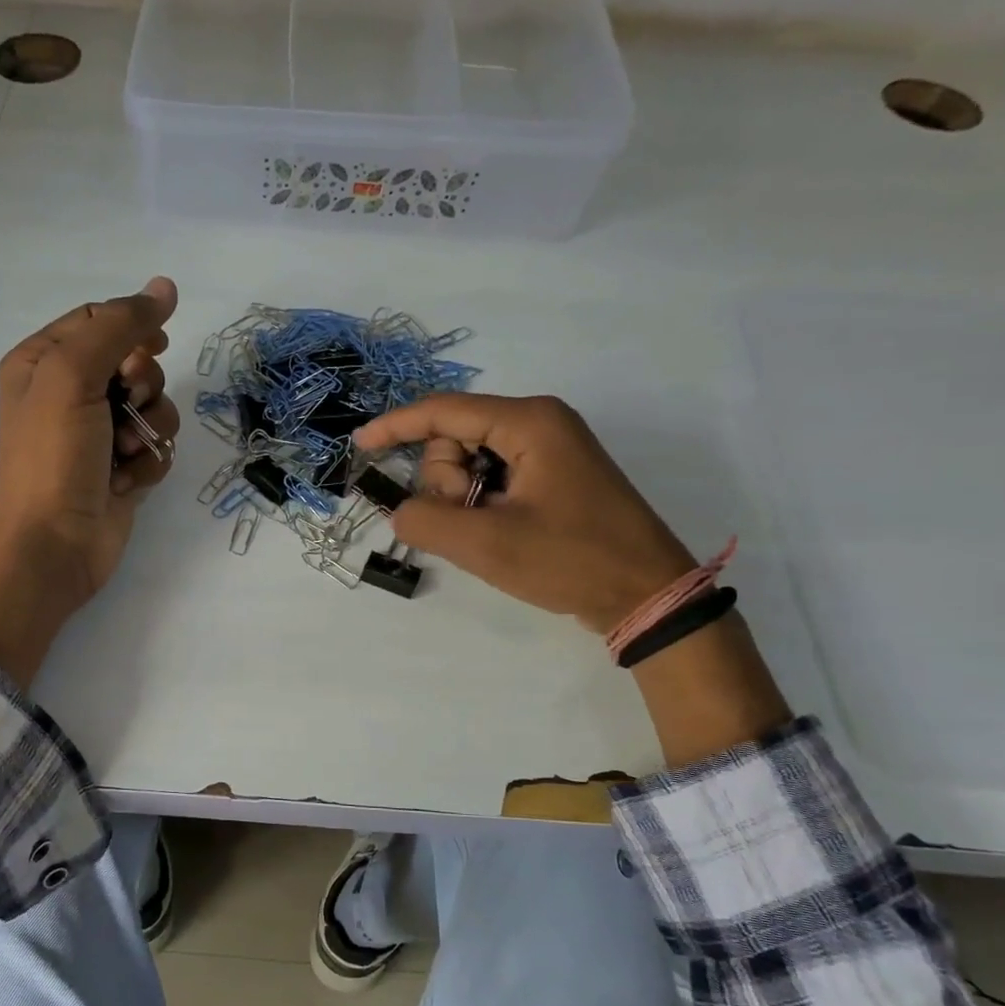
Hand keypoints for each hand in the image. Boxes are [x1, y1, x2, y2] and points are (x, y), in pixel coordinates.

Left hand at [0, 277, 180, 686]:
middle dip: (143, 384)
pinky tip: (127, 482)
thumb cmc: (53, 457)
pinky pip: (156, 447)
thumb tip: (166, 286)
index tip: (151, 350)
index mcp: (43, 361)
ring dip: (150, 427)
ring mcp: (98, 434)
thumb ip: (119, 325)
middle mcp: (69, 393)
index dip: (133, 330)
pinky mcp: (121, 470)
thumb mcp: (72, 375)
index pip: (100, 320)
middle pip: (135, 362)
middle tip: (126, 405)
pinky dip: (149, 462)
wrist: (54, 545)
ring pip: (154, 406)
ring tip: (125, 452)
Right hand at [356, 393, 790, 766]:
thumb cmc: (571, 560)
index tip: (360, 447)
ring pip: (470, 461)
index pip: (443, 411)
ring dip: (462, 498)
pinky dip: (479, 504)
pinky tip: (496, 532)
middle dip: (445, 481)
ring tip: (489, 533)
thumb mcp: (487, 544)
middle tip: (469, 522)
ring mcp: (548, 449)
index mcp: (528, 422)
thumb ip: (426, 521)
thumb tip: (400, 510)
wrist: (645, 594)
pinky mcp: (551, 476)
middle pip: (454, 438)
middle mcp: (539, 423)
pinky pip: (492, 478)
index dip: (396, 427)